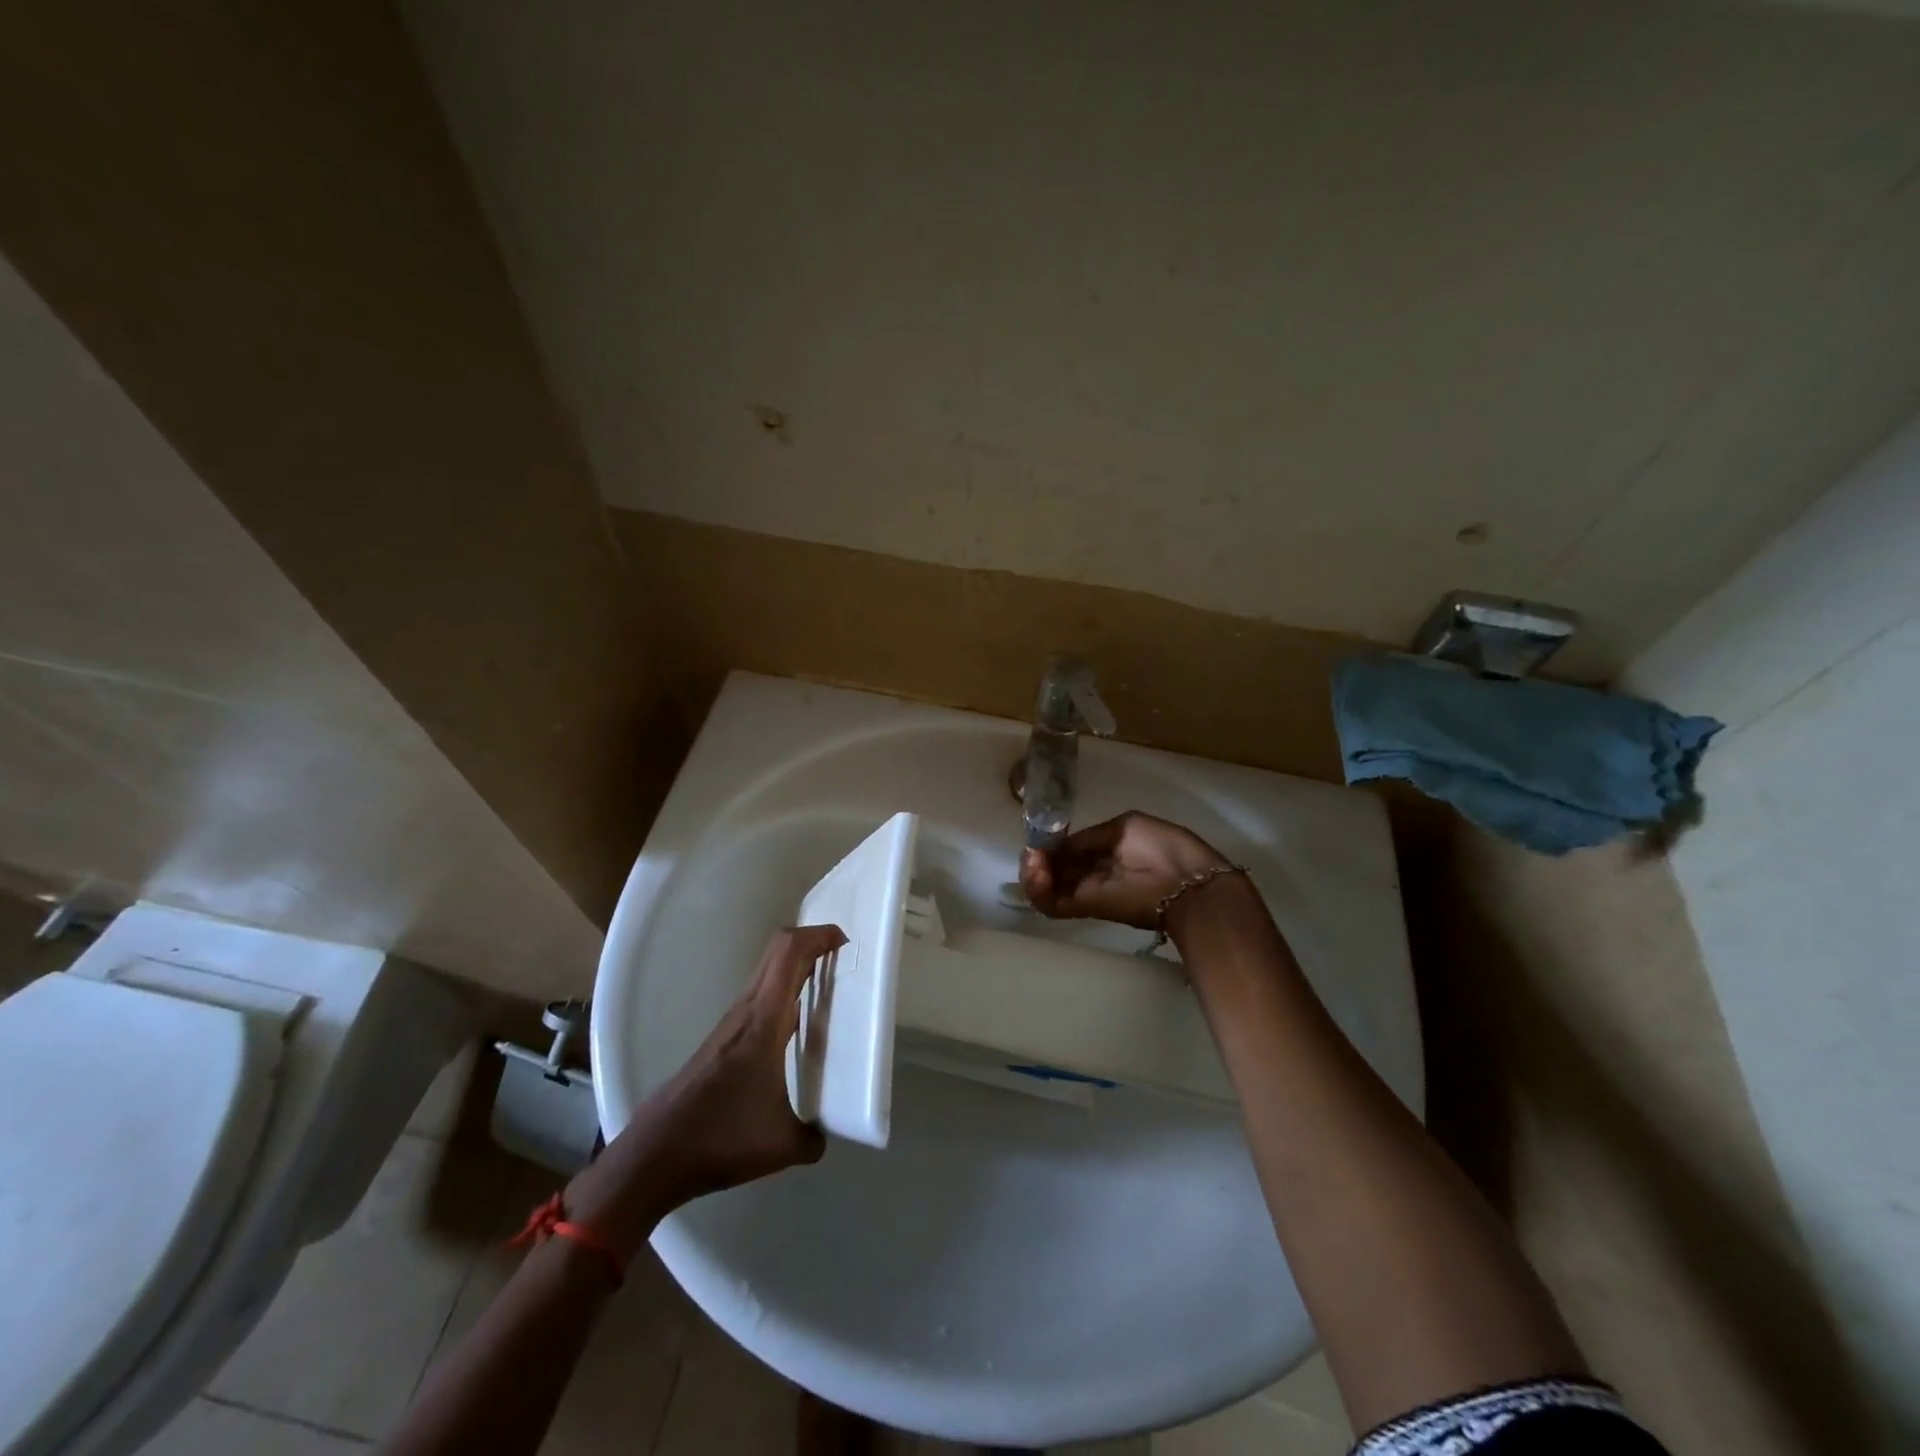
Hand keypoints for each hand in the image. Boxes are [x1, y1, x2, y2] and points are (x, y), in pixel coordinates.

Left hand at [565, 925, 844, 1252]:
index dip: (819, 935)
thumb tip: (827, 1133)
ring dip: (796, 967)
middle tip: (844, 958)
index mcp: (763, 1020)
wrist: (654, 1156)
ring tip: (828, 986)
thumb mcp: (782, 1144)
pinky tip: (797, 1023)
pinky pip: (760, 998)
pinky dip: (783, 993)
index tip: (847, 941)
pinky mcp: (722, 1040)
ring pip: (767, 975)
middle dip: (812, 943)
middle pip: (778, 952)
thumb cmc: (721, 1138)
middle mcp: (746, 1011)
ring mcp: (731, 1024)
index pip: (789, 953)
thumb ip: (813, 1136)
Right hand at [1019, 812, 1230, 929]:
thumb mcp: (1125, 827)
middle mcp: (1098, 873)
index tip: (1038, 841)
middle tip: (1030, 855)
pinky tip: (1036, 873)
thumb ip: (1090, 838)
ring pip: (1050, 888)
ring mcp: (1092, 893)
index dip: (1052, 846)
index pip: (1072, 849)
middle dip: (1038, 861)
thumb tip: (1059, 846)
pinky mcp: (1090, 909)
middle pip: (1058, 869)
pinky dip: (1038, 891)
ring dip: (1033, 875)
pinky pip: (1055, 904)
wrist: (1189, 885)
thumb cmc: (1163, 847)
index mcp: (1111, 848)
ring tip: (1032, 864)